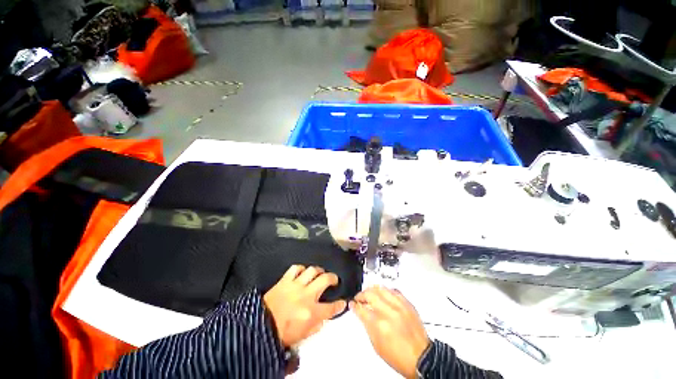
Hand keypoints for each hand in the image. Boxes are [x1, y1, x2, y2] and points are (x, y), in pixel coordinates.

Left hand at [264, 265, 346, 347]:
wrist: (260, 326)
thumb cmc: (282, 333)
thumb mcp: (303, 335)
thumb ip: (316, 325)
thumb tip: (323, 317)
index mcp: (311, 312)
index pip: (331, 307)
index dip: (340, 305)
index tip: (343, 302)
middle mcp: (306, 295)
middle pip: (325, 279)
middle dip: (333, 278)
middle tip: (334, 279)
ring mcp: (296, 285)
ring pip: (312, 270)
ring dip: (318, 270)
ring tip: (320, 273)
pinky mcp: (285, 280)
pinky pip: (296, 268)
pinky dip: (301, 268)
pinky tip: (303, 272)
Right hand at [350, 286, 429, 378]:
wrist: (421, 358)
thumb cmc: (400, 357)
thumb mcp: (377, 345)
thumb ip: (367, 325)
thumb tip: (361, 313)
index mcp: (379, 325)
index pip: (362, 309)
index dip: (354, 305)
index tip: (352, 303)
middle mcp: (389, 313)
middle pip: (370, 294)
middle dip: (362, 295)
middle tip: (359, 297)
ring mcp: (400, 307)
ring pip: (381, 289)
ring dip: (373, 290)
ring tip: (370, 293)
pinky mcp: (408, 304)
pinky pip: (394, 291)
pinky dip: (386, 291)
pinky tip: (384, 294)